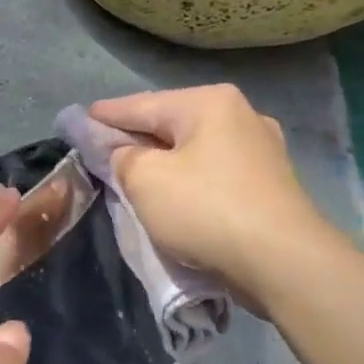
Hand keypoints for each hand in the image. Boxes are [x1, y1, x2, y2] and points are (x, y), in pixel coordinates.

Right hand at [90, 84, 331, 306]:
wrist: (282, 261)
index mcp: (209, 103)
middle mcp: (240, 115)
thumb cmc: (205, 210)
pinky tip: (176, 191)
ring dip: (164, 160)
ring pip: (194, 148)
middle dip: (136, 136)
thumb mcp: (145, 179)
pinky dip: (189, 177)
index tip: (80, 118)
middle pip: (171, 123)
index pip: (142, 104)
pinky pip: (214, 172)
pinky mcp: (269, 184)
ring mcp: (261, 150)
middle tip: (103, 149)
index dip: (106, 114)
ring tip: (135, 172)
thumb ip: (122, 157)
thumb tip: (124, 152)